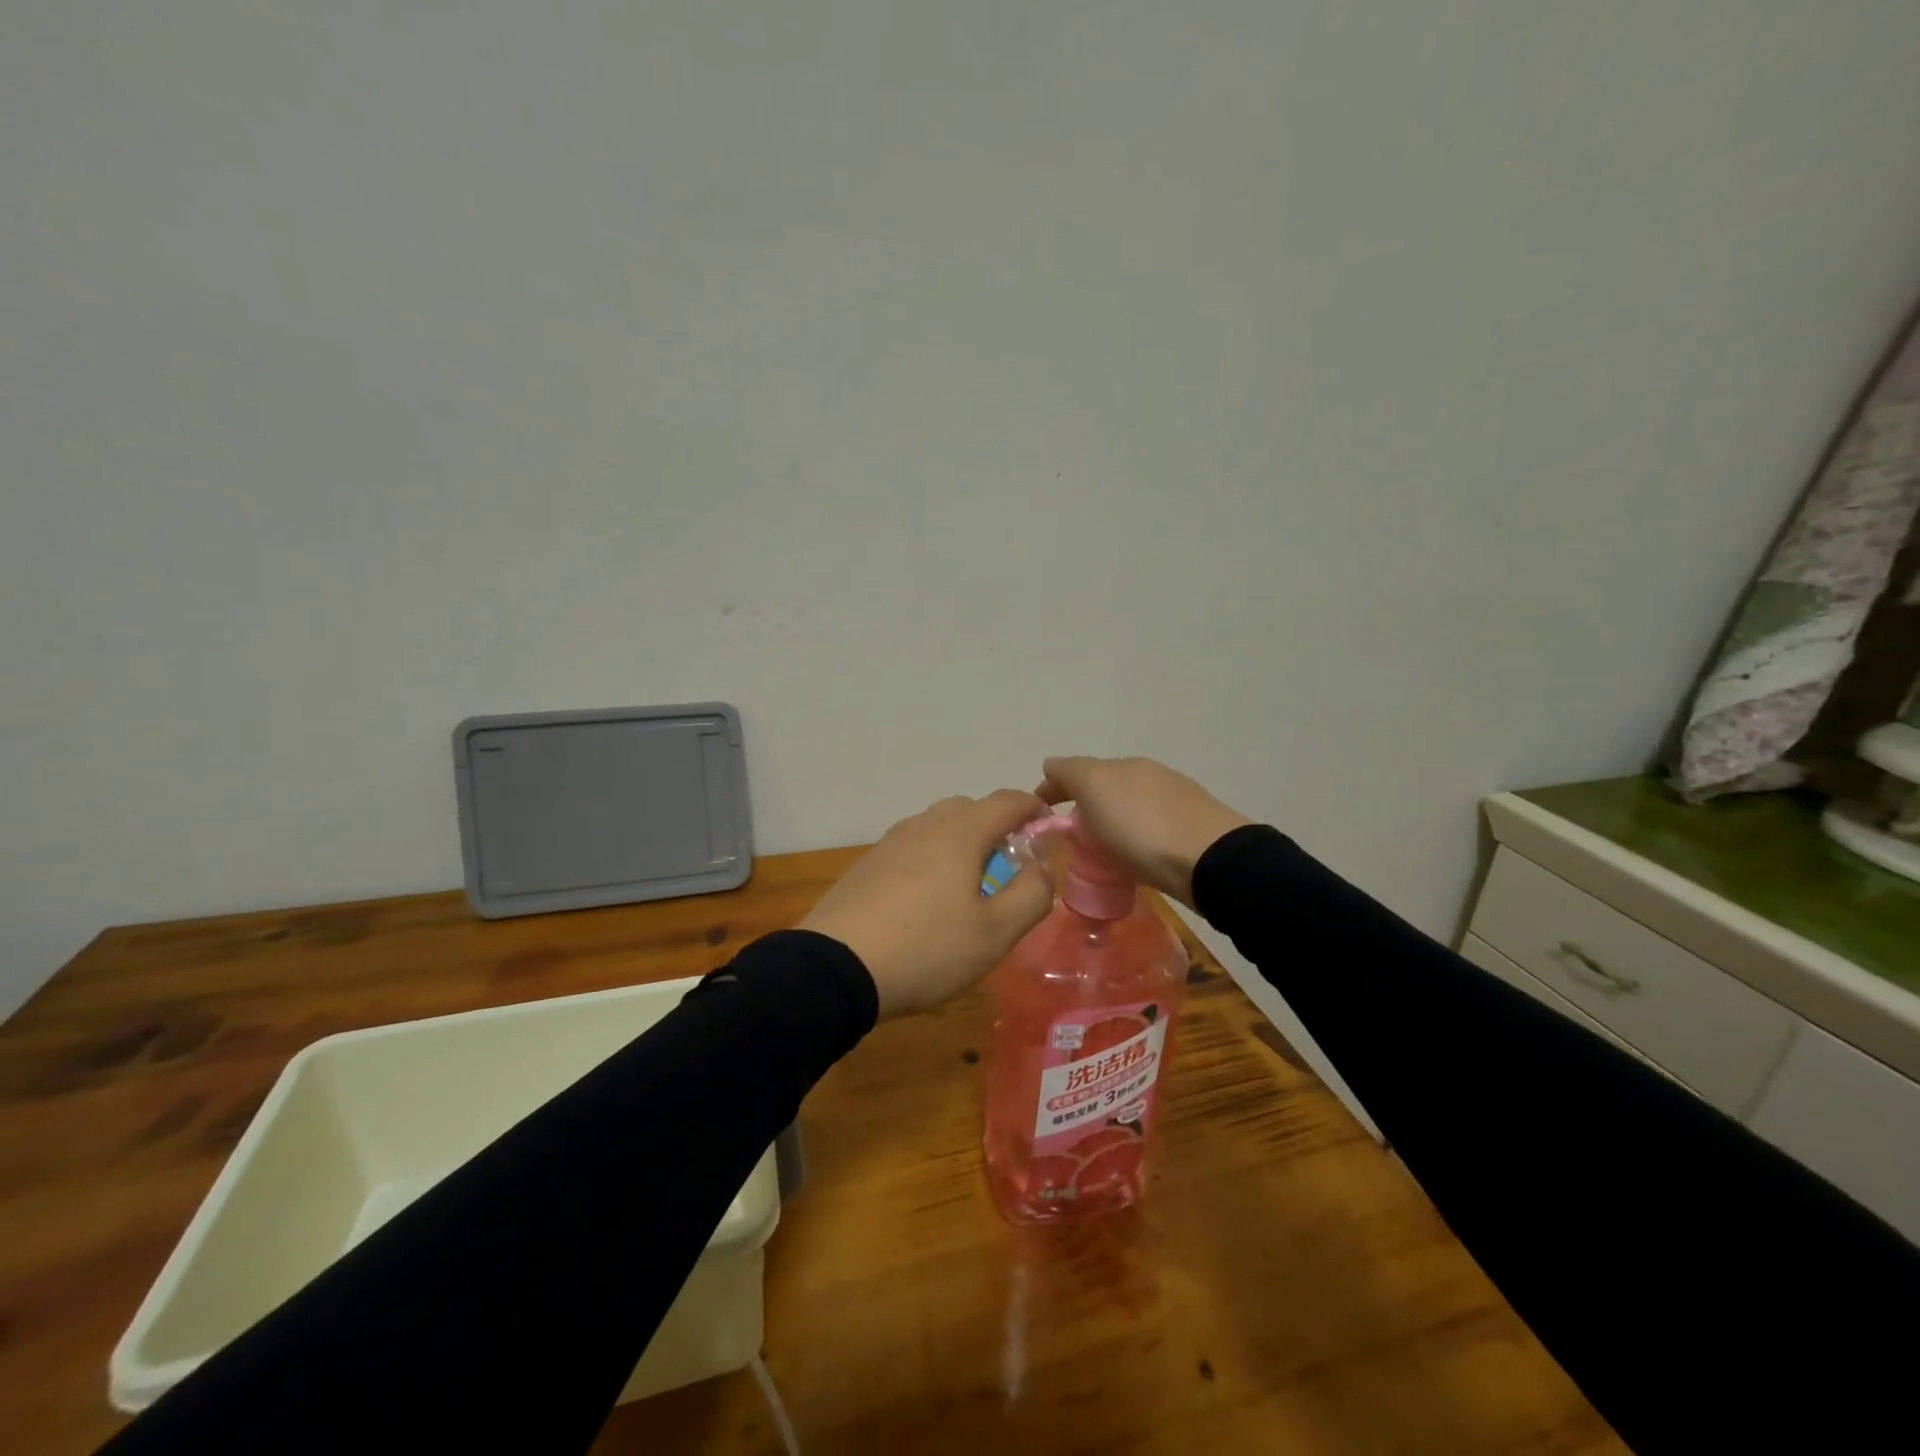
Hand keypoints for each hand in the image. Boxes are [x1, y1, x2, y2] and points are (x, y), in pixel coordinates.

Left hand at [801, 789, 1056, 1018]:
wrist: (836, 968)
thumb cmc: (927, 948)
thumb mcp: (996, 932)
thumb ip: (1032, 893)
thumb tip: (1041, 865)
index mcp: (960, 831)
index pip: (1008, 800)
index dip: (1034, 809)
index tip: (1048, 831)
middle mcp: (924, 824)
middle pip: (971, 809)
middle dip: (997, 829)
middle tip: (1009, 870)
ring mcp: (890, 842)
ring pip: (938, 828)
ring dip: (962, 845)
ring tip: (968, 890)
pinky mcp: (867, 864)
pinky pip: (912, 848)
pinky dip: (932, 860)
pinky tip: (926, 903)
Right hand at [1035, 756, 1251, 906]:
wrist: (1210, 860)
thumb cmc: (1141, 826)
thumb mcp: (1094, 789)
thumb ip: (1069, 772)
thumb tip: (1051, 764)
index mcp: (1122, 764)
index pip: (1075, 770)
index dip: (1052, 789)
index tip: (1037, 816)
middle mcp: (1148, 775)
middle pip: (1104, 788)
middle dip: (1083, 806)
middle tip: (1068, 838)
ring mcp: (1173, 801)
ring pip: (1128, 808)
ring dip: (1110, 823)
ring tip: (1100, 853)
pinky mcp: (1191, 830)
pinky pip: (1149, 830)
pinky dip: (1134, 838)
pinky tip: (1134, 857)